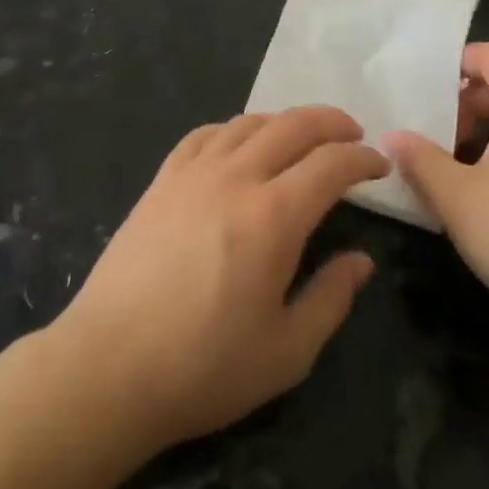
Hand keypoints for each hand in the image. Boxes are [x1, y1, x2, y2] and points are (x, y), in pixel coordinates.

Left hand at [53, 107, 386, 451]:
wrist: (109, 366)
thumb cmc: (204, 367)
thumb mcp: (287, 352)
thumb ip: (331, 298)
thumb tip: (361, 260)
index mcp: (274, 216)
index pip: (331, 163)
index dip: (362, 158)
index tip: (380, 165)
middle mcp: (236, 178)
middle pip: (293, 126)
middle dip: (331, 122)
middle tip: (353, 134)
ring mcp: (193, 173)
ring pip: (248, 123)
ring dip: (285, 121)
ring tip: (303, 137)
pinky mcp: (161, 180)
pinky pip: (204, 134)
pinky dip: (234, 129)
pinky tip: (239, 144)